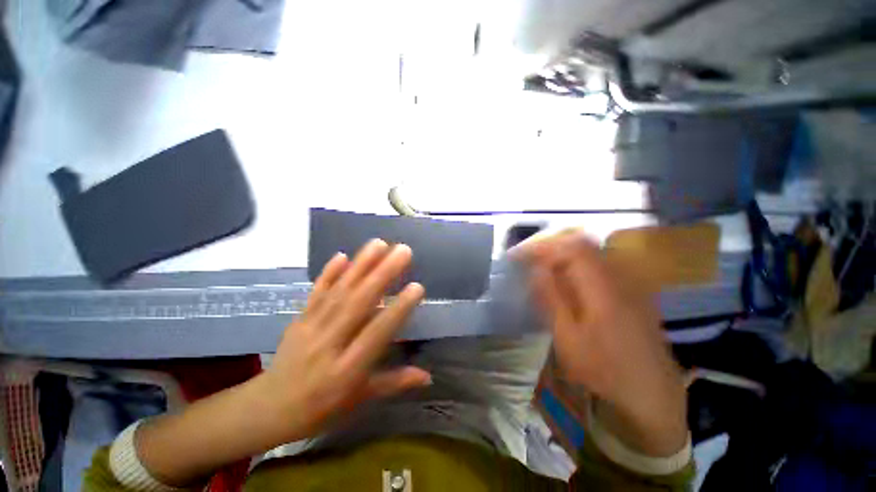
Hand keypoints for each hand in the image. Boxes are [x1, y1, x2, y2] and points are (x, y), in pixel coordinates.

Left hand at [258, 239, 430, 442]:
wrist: (267, 409)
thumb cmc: (320, 408)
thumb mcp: (359, 401)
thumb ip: (394, 384)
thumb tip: (428, 376)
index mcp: (346, 370)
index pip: (376, 334)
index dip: (397, 310)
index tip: (416, 286)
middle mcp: (329, 343)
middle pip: (357, 304)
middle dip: (382, 274)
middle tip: (403, 251)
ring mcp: (310, 328)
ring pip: (338, 292)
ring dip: (360, 265)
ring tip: (379, 243)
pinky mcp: (299, 318)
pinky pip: (315, 293)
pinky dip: (328, 273)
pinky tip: (341, 255)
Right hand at [515, 231, 686, 455]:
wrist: (652, 392)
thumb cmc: (605, 369)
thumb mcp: (569, 338)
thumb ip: (552, 299)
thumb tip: (537, 270)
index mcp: (602, 287)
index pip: (570, 248)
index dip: (542, 247)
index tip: (519, 255)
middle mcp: (618, 277)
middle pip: (581, 245)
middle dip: (550, 247)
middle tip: (528, 258)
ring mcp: (628, 282)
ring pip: (590, 253)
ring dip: (562, 254)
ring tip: (541, 266)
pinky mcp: (630, 291)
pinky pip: (598, 265)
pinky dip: (576, 264)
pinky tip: (566, 279)